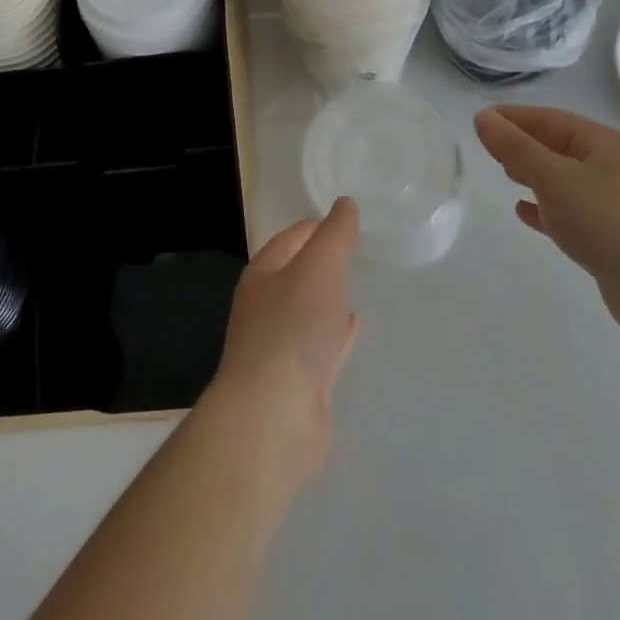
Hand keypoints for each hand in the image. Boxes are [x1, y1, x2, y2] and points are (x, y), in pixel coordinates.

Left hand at [206, 199, 360, 478]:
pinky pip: (321, 348)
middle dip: (323, 264)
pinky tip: (352, 329)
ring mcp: (280, 347)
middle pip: (298, 275)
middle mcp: (266, 307)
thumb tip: (345, 204)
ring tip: (356, 288)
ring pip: (309, 313)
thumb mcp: (320, 266)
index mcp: (263, 274)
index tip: (349, 221)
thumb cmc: (293, 327)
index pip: (292, 238)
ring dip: (329, 300)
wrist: (274, 415)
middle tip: (357, 254)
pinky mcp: (298, 383)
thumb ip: (335, 235)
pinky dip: (336, 335)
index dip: (319, 227)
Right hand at [474, 106, 619, 351]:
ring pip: (565, 180)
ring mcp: (616, 204)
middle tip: (487, 148)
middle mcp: (614, 168)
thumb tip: (483, 118)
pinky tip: (525, 212)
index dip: (513, 117)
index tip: (479, 120)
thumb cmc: (610, 224)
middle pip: (559, 146)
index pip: (550, 119)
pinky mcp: (613, 237)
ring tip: (503, 174)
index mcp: (605, 144)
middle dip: (523, 144)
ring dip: (533, 175)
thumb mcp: (555, 178)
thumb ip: (516, 148)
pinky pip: (571, 212)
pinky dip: (546, 208)